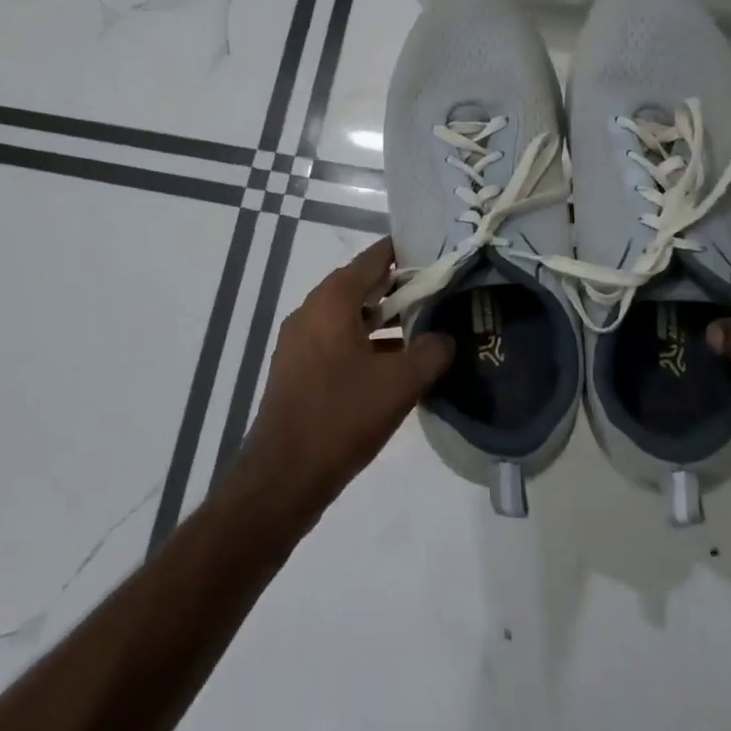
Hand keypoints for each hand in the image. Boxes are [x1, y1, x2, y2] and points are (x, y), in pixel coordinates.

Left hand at [238, 239, 454, 522]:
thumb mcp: (400, 383)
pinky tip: (396, 364)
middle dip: (401, 289)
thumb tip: (446, 337)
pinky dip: (367, 342)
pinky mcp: (299, 367)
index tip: (441, 257)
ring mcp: (301, 340)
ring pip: (351, 315)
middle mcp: (312, 310)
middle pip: (363, 285)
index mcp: (332, 300)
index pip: (375, 257)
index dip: (409, 253)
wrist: (283, 477)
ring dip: (386, 320)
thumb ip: (432, 352)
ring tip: (427, 329)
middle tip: (441, 294)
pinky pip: (338, 340)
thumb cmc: (342, 417)